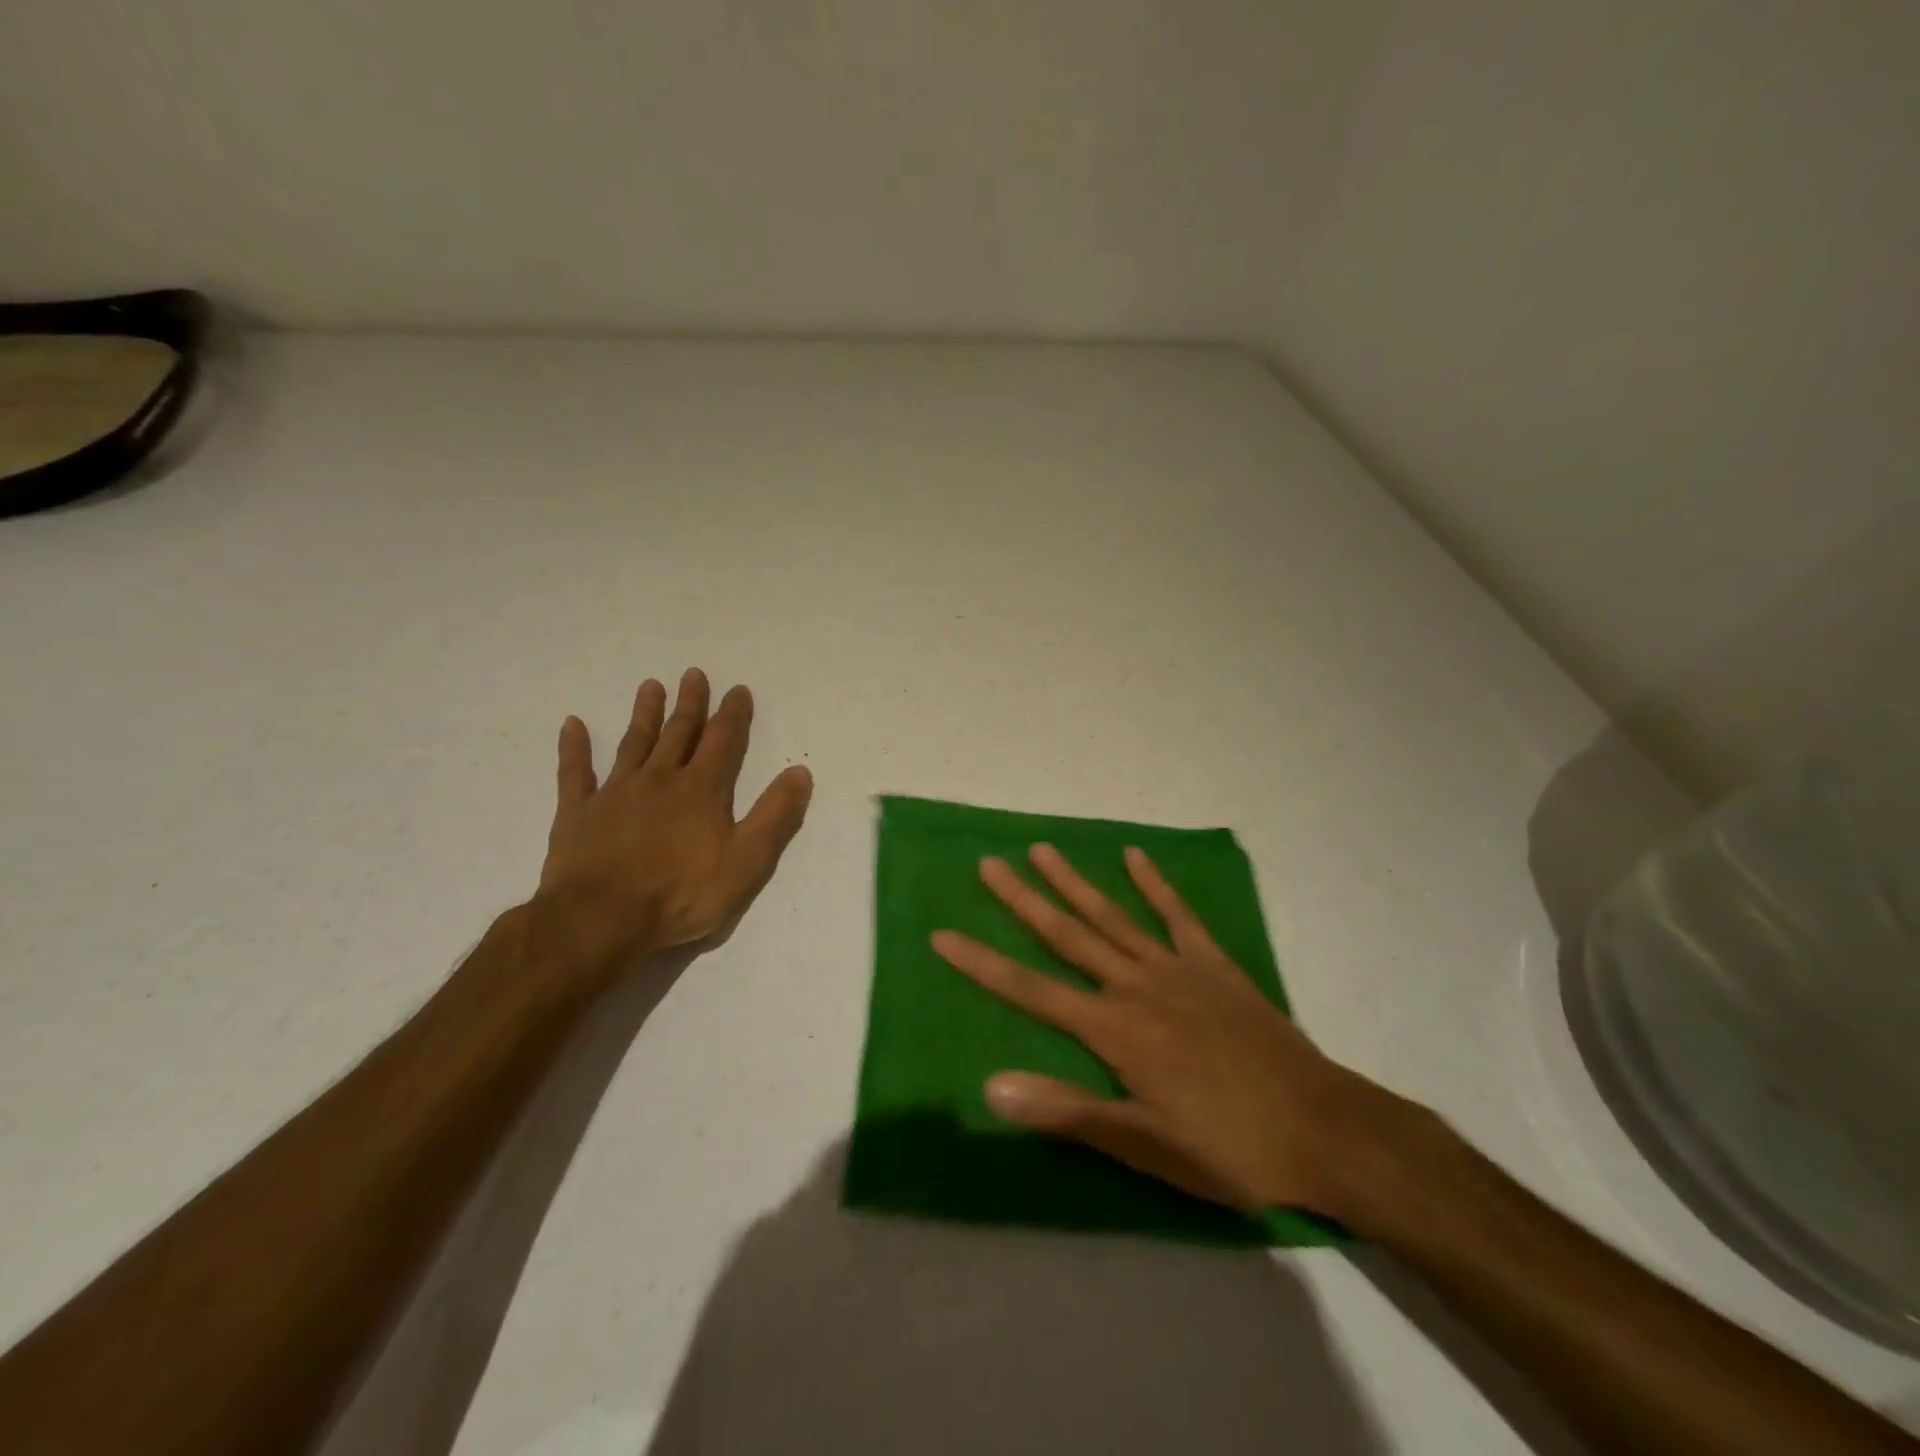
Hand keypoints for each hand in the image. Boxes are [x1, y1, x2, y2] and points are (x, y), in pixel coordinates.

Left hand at [533, 668, 812, 965]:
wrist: (601, 919)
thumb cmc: (681, 894)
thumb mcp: (746, 861)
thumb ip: (774, 816)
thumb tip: (800, 772)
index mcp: (701, 790)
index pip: (723, 741)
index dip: (734, 714)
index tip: (738, 689)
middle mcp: (659, 779)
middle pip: (679, 733)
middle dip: (690, 704)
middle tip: (693, 674)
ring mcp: (615, 793)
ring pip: (634, 743)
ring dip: (644, 714)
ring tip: (651, 686)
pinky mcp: (578, 812)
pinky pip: (575, 772)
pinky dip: (574, 748)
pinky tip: (572, 724)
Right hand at [932, 844, 1410, 1217]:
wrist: (1322, 1129)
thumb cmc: (1229, 1147)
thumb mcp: (1144, 1146)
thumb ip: (1067, 1111)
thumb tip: (991, 1085)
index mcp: (1115, 1031)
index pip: (1031, 991)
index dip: (983, 963)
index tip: (943, 934)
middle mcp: (1136, 987)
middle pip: (1068, 936)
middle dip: (1022, 900)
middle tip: (988, 864)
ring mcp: (1177, 969)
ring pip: (1114, 916)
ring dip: (1074, 882)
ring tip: (1041, 849)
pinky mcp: (1214, 965)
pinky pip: (1179, 916)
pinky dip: (1155, 884)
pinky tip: (1135, 856)